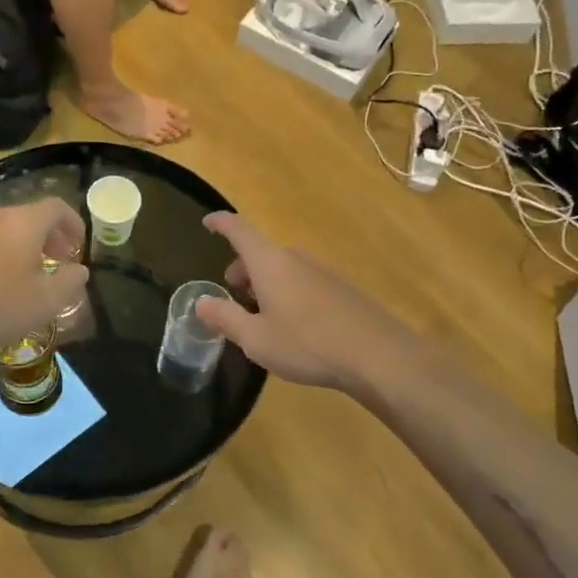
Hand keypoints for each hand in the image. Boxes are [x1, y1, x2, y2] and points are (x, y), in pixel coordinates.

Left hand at [0, 200, 87, 371]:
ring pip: (6, 231)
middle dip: (51, 236)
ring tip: (33, 275)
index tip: (80, 247)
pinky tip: (2, 286)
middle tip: (61, 260)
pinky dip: (3, 256)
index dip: (74, 223)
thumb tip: (78, 270)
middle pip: (30, 216)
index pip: (56, 207)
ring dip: (25, 247)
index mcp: (22, 222)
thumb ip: (70, 281)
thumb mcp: (47, 301)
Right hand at [196, 213, 407, 392]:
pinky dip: (287, 292)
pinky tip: (293, 325)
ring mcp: (322, 272)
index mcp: (269, 263)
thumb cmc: (307, 344)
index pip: (239, 230)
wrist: (377, 355)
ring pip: (282, 268)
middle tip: (232, 293)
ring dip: (265, 283)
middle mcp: (295, 259)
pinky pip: (302, 281)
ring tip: (260, 314)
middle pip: (261, 252)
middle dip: (242, 268)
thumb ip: (225, 318)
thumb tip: (201, 301)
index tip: (207, 222)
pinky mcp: (341, 289)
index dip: (221, 223)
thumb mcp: (256, 339)